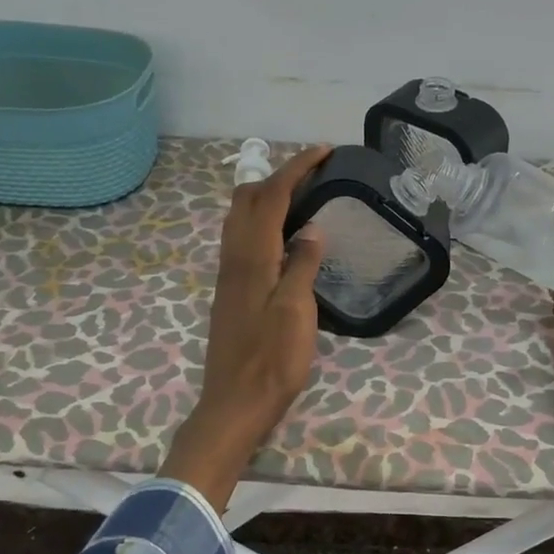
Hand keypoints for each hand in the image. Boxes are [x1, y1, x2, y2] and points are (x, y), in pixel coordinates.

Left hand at [162, 145, 330, 506]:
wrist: (235, 403)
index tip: (324, 150)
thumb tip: (312, 227)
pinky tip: (284, 235)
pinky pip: (242, 237)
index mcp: (252, 257)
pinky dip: (263, 219)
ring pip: (240, 217)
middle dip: (278, 174)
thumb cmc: (271, 360)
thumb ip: (302, 265)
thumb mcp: (296, 312)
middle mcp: (234, 257)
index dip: (296, 167)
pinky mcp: (231, 290)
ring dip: (267, 195)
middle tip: (313, 172)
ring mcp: (229, 274)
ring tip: (302, 195)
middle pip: (247, 198)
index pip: (271, 196)